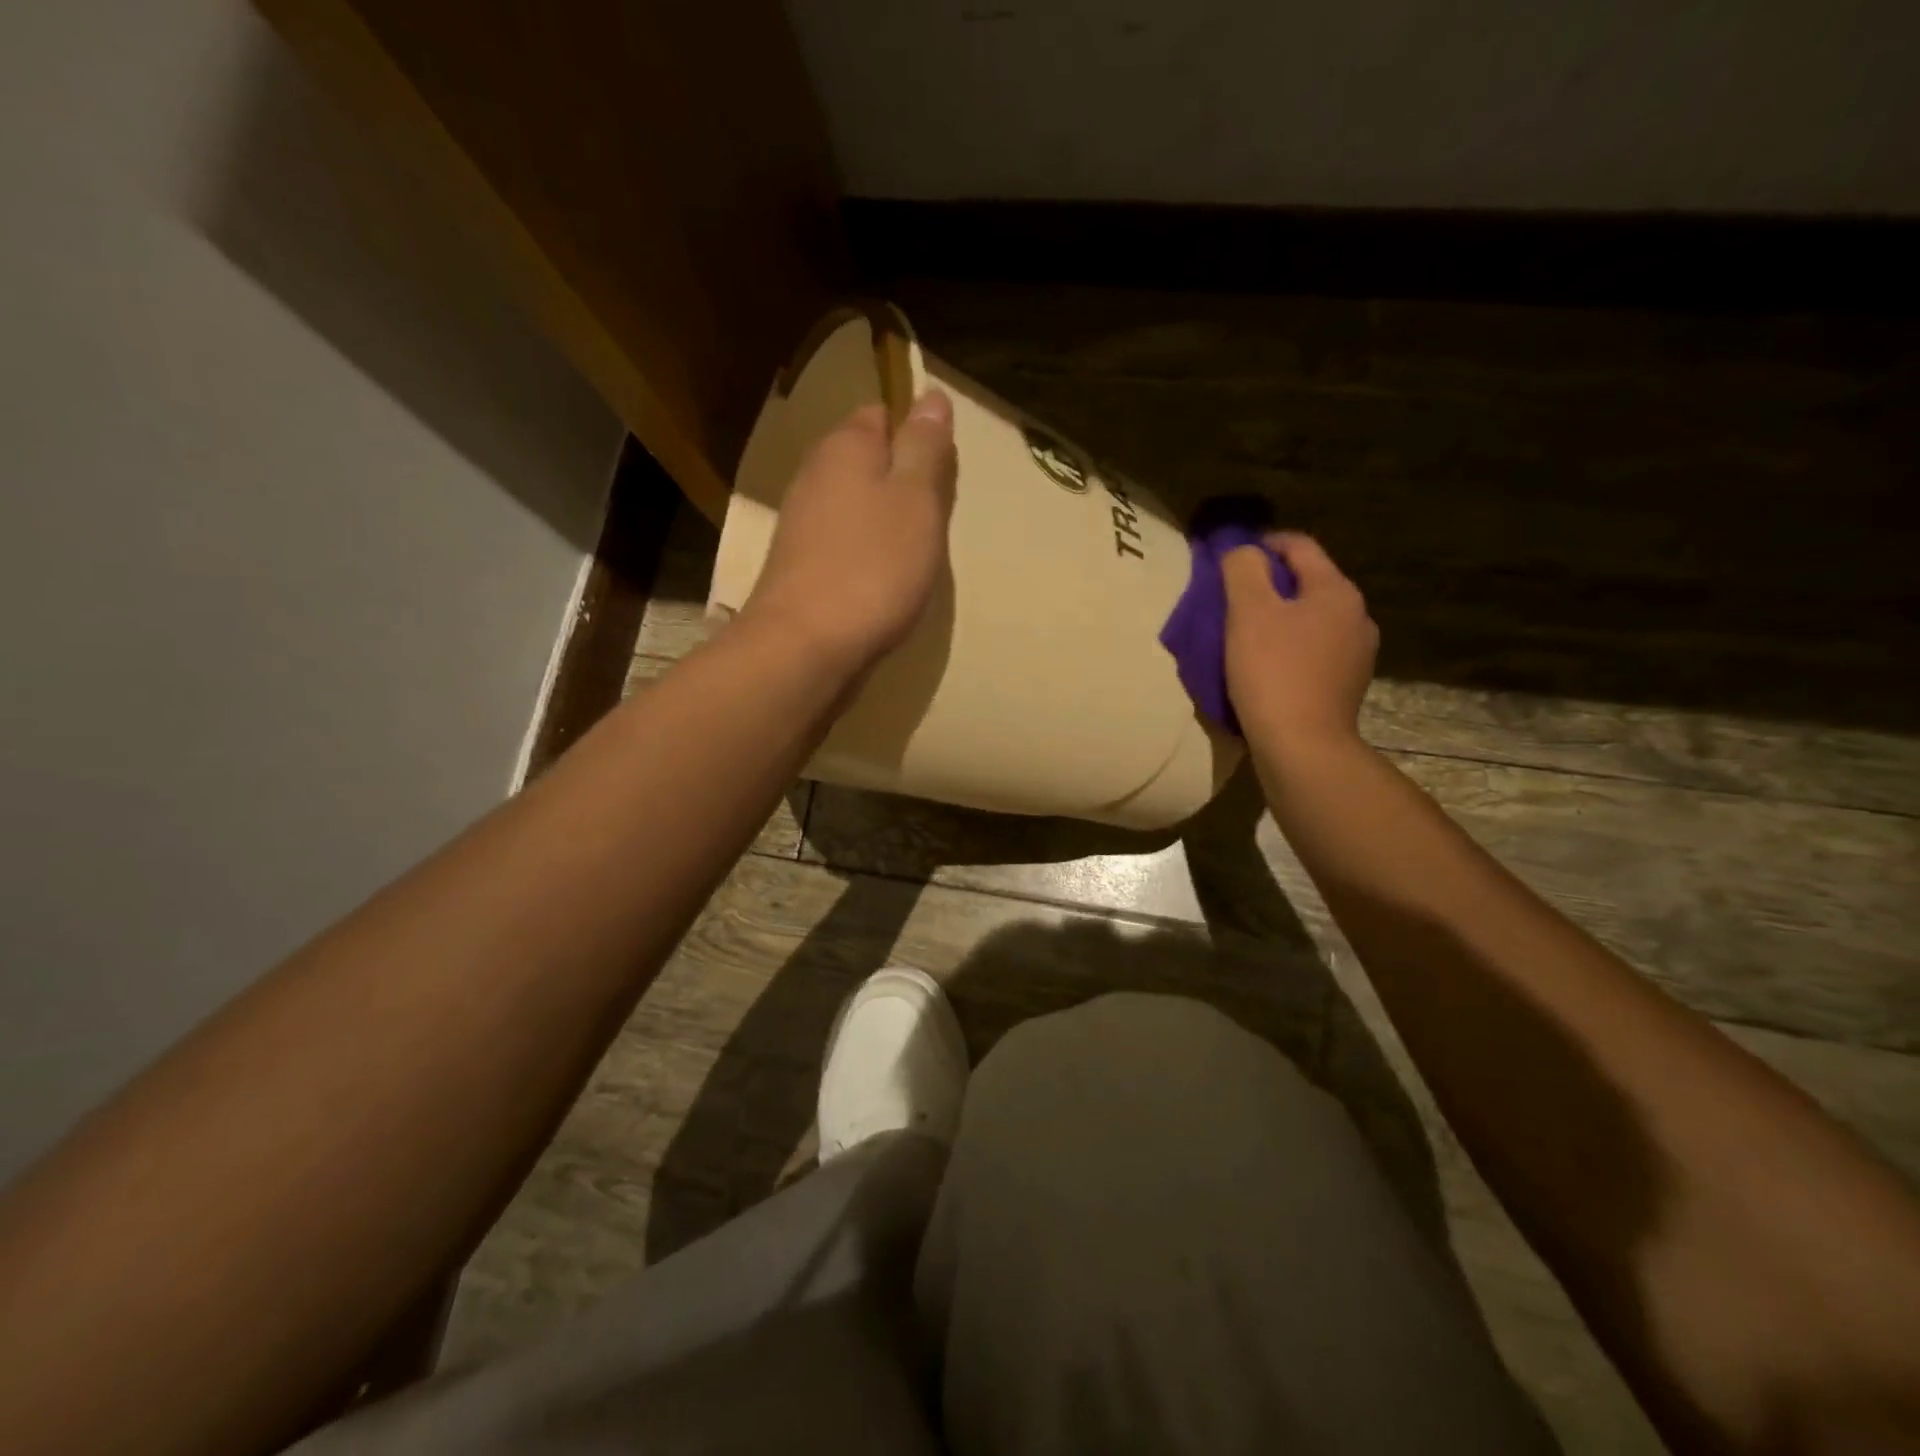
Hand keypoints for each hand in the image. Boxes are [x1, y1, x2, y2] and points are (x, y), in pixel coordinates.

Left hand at [737, 389, 957, 673]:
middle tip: (932, 518)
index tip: (941, 476)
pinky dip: (862, 552)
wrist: (805, 646)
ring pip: (852, 504)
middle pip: (865, 461)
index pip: (882, 415)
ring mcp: (800, 522)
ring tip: (911, 552)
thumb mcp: (916, 500)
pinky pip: (840, 542)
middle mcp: (814, 474)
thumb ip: (924, 447)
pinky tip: (879, 579)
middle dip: (900, 481)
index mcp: (845, 446)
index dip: (915, 437)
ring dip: (882, 520)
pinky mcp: (798, 565)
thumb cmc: (873, 567)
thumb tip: (931, 395)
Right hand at [1222, 532, 1377, 756]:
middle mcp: (1356, 616)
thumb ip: (1243, 569)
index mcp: (1336, 590)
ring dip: (1278, 620)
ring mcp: (1356, 655)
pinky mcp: (1345, 686)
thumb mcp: (1248, 611)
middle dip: (1268, 586)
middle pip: (1306, 584)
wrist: (1302, 747)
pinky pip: (1312, 653)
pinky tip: (1264, 669)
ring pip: (1310, 620)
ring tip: (1243, 638)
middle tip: (1229, 602)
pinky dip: (1287, 650)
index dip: (1261, 545)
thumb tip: (1242, 550)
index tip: (1228, 561)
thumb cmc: (1273, 672)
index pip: (1298, 546)